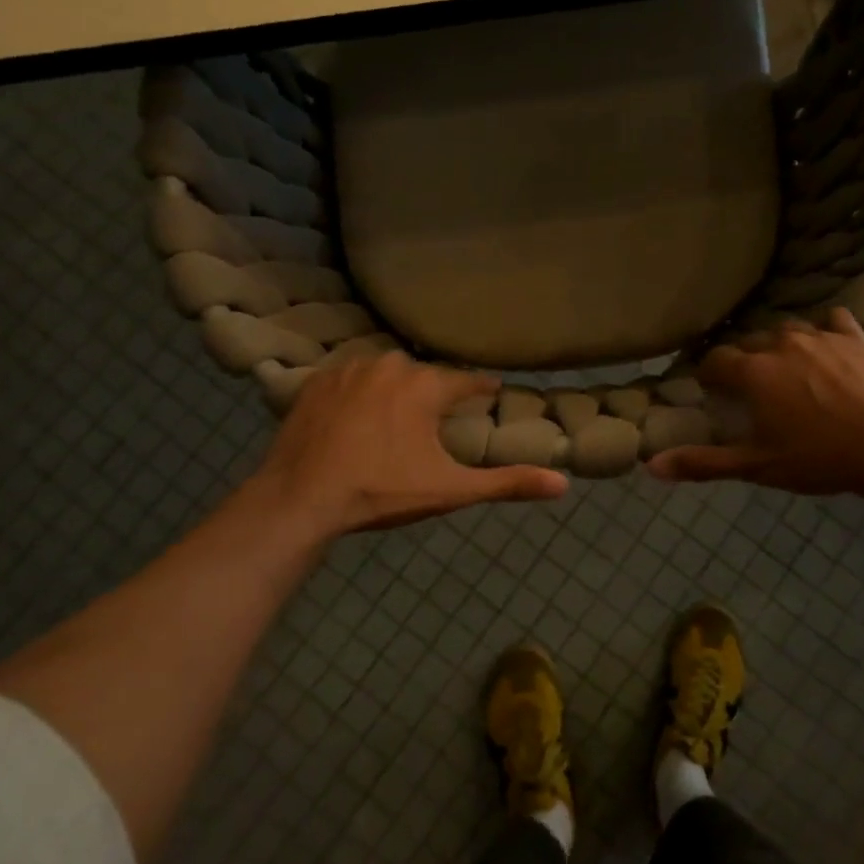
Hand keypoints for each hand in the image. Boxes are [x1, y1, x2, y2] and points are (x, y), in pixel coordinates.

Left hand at [246, 353, 568, 539]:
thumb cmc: (381, 491)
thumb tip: (563, 484)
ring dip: (395, 390)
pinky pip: (351, 378)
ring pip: (386, 373)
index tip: (491, 392)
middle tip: (436, 419)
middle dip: (434, 394)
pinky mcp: (316, 382)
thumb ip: (506, 483)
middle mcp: (390, 365)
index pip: (466, 380)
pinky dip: (360, 392)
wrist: (300, 498)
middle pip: (424, 375)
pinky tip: (357, 416)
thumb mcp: (449, 490)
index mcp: (424, 386)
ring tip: (395, 418)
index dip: (481, 389)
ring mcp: (348, 369)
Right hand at [648, 308, 863, 496]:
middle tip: (752, 389)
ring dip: (779, 346)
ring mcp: (820, 335)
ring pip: (786, 330)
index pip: (715, 360)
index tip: (712, 390)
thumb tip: (650, 466)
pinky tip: (828, 347)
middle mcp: (780, 343)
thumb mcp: (757, 466)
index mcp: (753, 372)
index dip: (709, 374)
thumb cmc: (820, 458)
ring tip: (787, 369)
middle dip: (744, 362)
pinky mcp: (854, 335)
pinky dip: (824, 331)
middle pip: (749, 343)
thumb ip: (703, 462)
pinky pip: (831, 320)